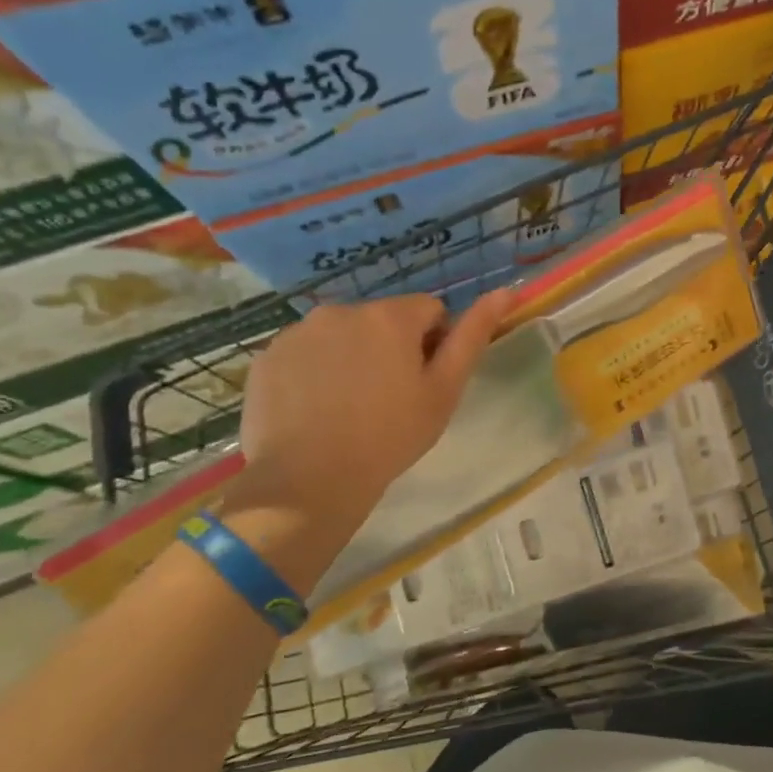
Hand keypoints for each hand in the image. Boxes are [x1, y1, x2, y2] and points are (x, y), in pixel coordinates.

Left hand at [234, 289, 514, 544]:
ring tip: (348, 407)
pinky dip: (315, 371)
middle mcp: (342, 309)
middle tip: (388, 399)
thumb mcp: (444, 390)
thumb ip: (473, 336)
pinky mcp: (267, 356)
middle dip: (390, 347)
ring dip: (352, 356)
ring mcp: (298, 331)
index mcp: (390, 316)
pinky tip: (315, 410)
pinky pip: (305, 353)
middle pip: (383, 320)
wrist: (309, 481)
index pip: (429, 311)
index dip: (434, 345)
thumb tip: (505, 290)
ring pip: (342, 334)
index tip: (423, 383)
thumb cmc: (391, 436)